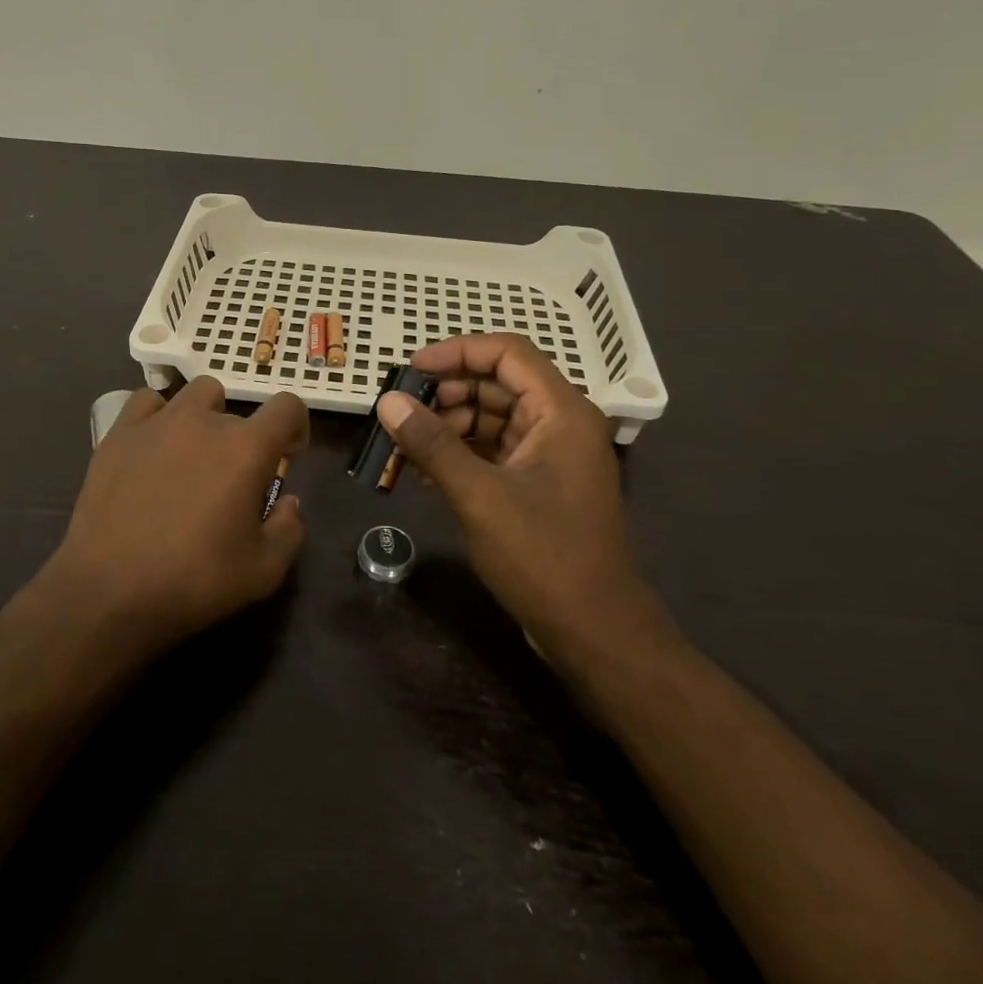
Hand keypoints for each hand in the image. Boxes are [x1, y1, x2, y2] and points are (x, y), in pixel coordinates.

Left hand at [45, 378, 307, 657]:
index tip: (287, 455)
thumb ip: (289, 530)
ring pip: (196, 394)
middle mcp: (205, 422)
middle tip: (231, 480)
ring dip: (206, 416)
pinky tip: (154, 446)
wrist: (108, 591)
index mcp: (247, 449)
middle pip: (239, 411)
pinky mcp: (119, 433)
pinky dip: (159, 416)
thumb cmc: (194, 581)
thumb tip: (288, 501)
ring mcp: (157, 422)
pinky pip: (147, 402)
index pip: (286, 406)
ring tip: (193, 454)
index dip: (295, 426)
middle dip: (244, 440)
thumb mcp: (263, 572)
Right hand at [376, 334, 662, 655]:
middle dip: (446, 394)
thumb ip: (432, 444)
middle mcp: (560, 424)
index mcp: (561, 411)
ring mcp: (550, 456)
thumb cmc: (543, 556)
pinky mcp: (539, 484)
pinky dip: (460, 455)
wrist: (594, 631)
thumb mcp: (479, 496)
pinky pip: (494, 452)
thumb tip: (388, 401)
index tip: (410, 369)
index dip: (456, 352)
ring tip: (403, 447)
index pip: (507, 352)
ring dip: (447, 428)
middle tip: (399, 413)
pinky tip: (422, 475)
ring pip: (491, 419)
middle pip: (497, 384)